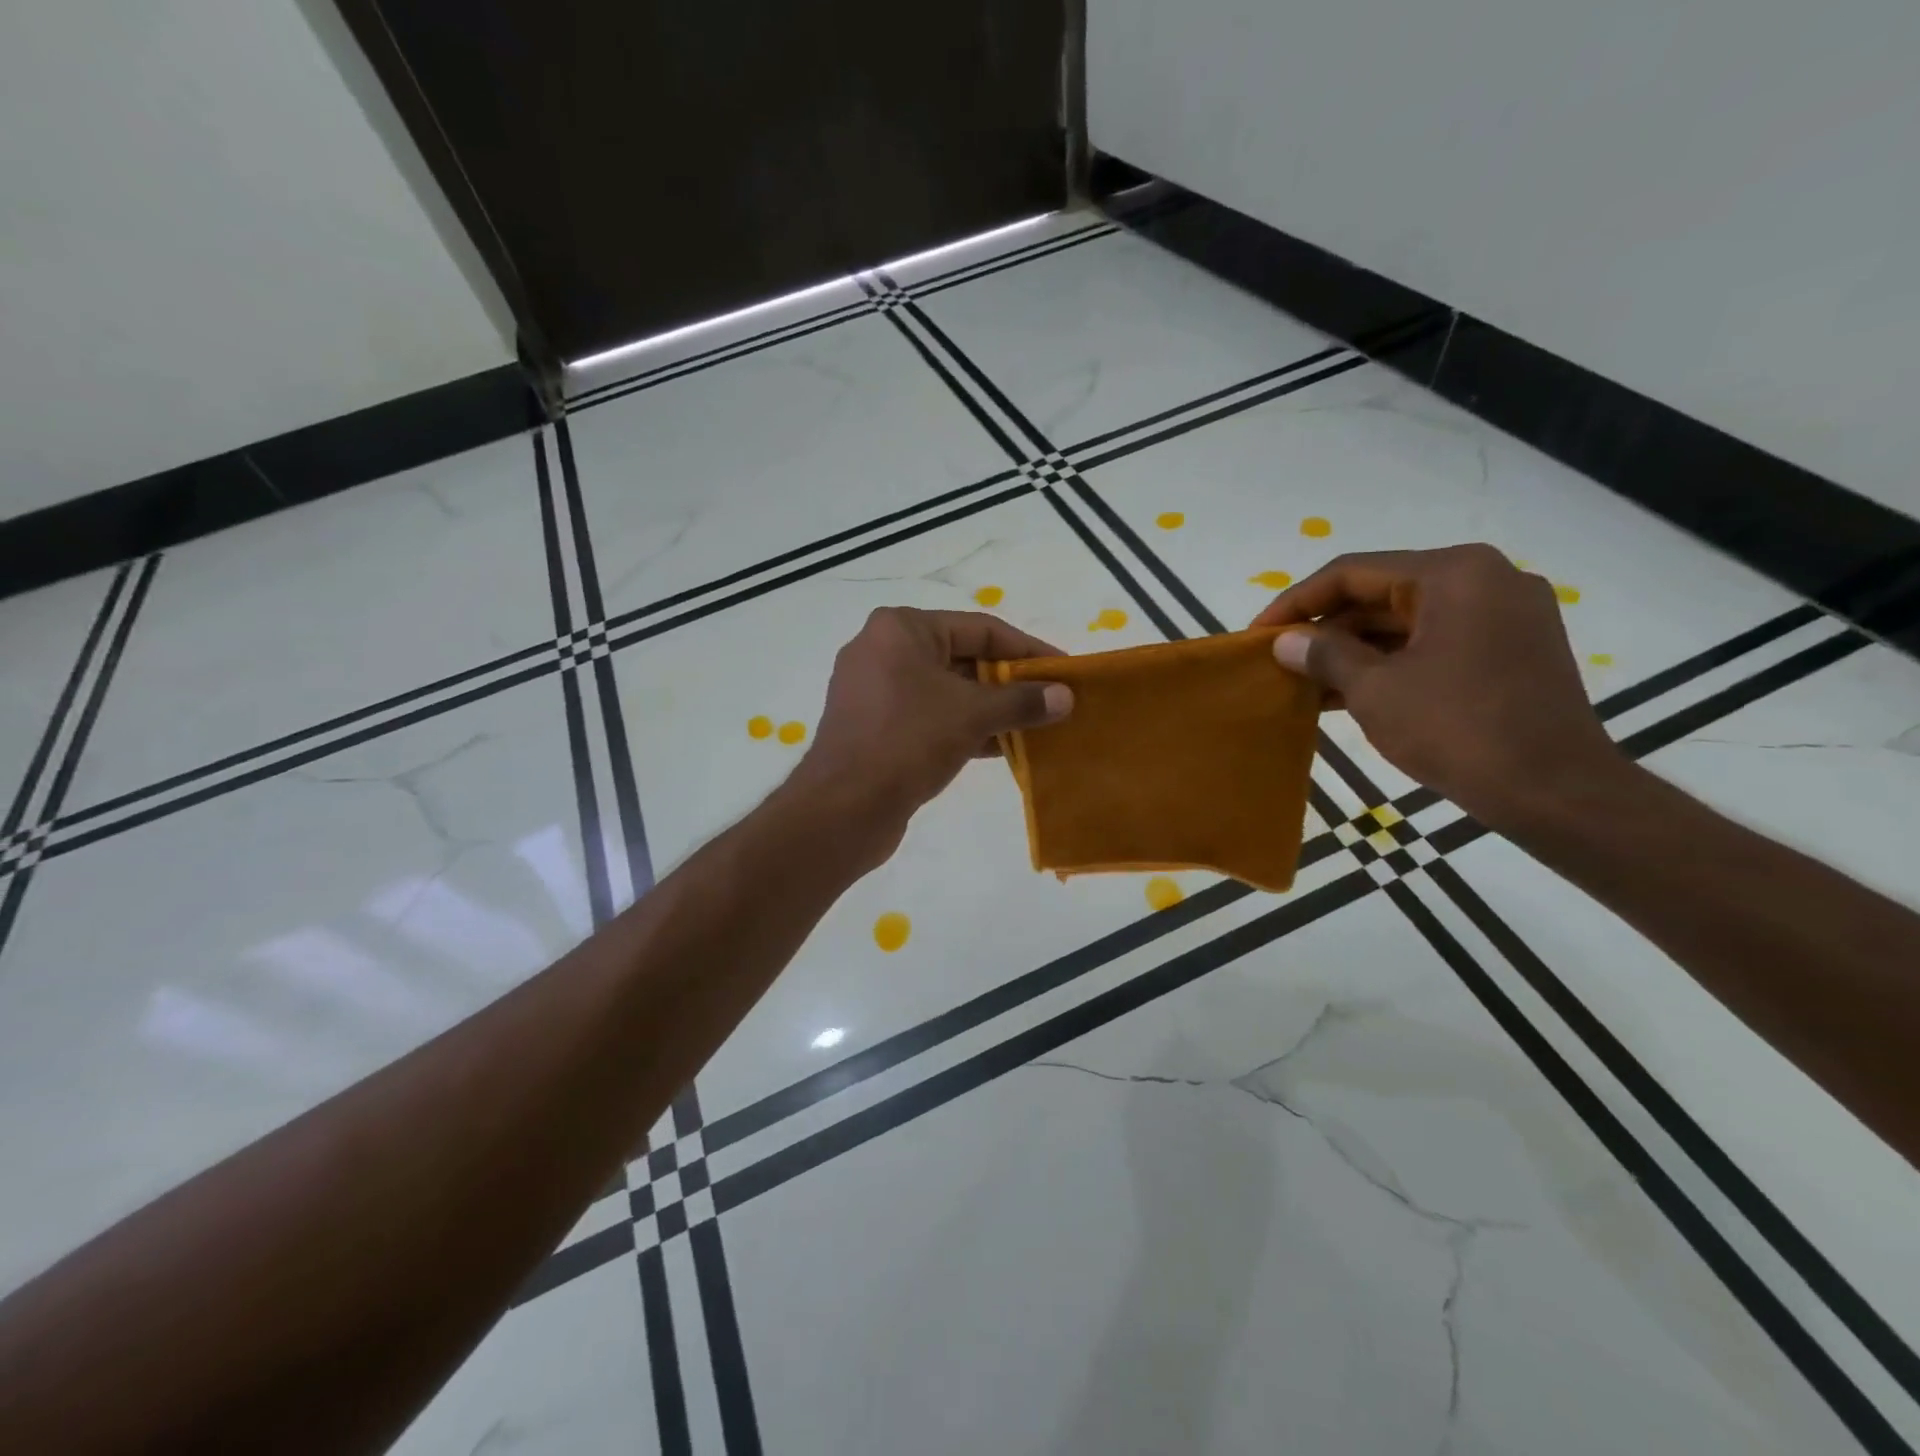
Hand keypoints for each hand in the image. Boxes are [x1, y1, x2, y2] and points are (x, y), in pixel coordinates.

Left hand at [792, 607, 1072, 853]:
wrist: (844, 807)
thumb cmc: (908, 741)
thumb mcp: (973, 715)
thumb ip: (1022, 701)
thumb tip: (1065, 696)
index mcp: (901, 629)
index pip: (980, 628)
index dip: (1028, 650)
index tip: (1063, 671)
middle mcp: (883, 650)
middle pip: (963, 657)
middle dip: (1009, 682)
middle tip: (1052, 701)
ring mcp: (874, 690)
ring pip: (946, 691)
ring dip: (990, 709)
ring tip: (1035, 726)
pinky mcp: (873, 726)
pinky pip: (929, 716)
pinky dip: (963, 727)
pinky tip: (1001, 746)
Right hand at [1254, 544, 1624, 826]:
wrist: (1556, 791)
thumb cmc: (1457, 729)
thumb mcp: (1375, 690)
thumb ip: (1323, 656)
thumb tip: (1284, 642)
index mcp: (1453, 573)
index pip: (1352, 573)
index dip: (1295, 602)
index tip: (1258, 634)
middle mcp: (1485, 579)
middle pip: (1381, 593)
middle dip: (1326, 629)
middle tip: (1281, 660)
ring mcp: (1505, 615)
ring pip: (1408, 621)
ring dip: (1354, 650)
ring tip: (1305, 681)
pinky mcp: (1513, 650)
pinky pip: (1435, 643)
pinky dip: (1391, 663)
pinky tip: (1348, 692)